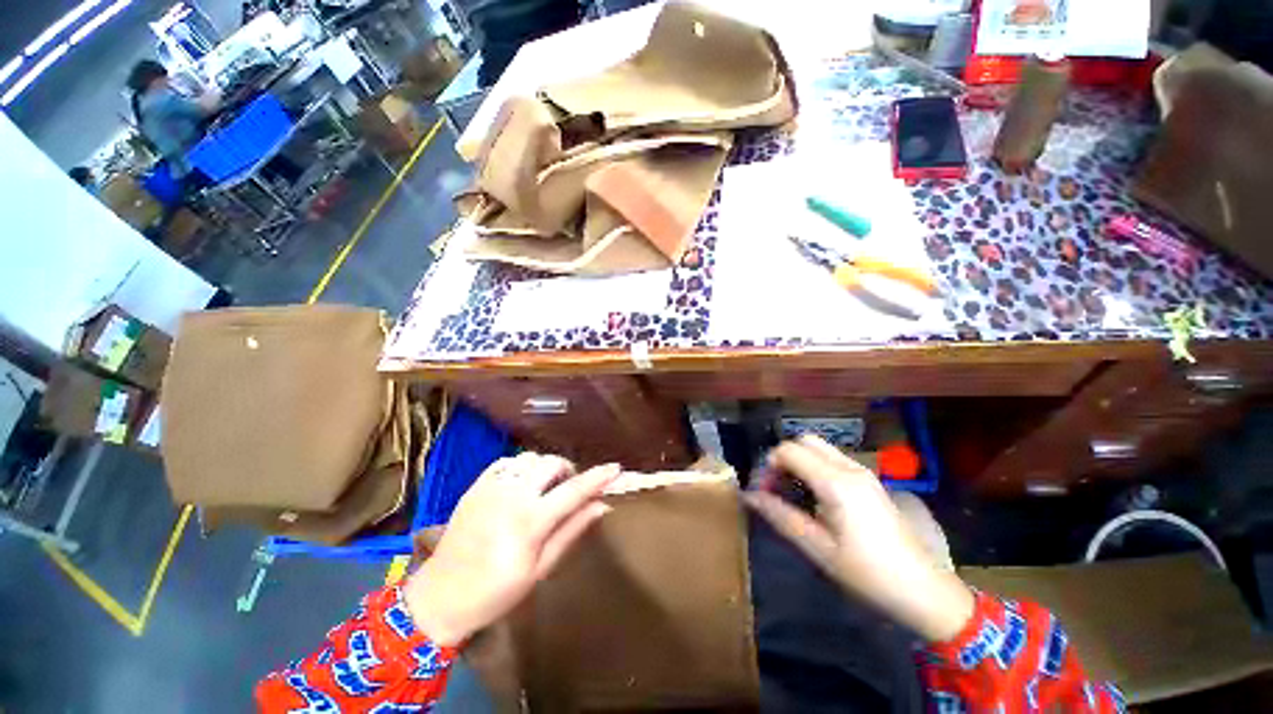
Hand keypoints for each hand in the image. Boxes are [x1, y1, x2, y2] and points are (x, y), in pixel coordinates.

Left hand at [404, 453, 619, 646]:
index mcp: (530, 521)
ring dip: (545, 467)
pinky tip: (523, 483)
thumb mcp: (540, 568)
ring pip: (531, 458)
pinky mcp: (476, 485)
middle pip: (552, 464)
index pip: (574, 490)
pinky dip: (522, 467)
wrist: (440, 597)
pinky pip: (508, 462)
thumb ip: (572, 530)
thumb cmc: (496, 592)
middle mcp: (512, 496)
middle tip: (570, 488)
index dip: (598, 477)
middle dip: (568, 470)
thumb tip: (601, 506)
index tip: (615, 468)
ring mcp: (491, 487)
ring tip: (546, 486)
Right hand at [744, 436, 974, 641]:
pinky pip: (834, 460)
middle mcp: (850, 468)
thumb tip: (750, 497)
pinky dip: (815, 467)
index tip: (763, 491)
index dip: (768, 465)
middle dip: (783, 457)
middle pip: (805, 441)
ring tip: (792, 492)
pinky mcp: (871, 482)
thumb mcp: (818, 549)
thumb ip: (781, 517)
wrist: (926, 590)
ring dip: (800, 461)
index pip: (788, 450)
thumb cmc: (869, 573)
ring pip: (820, 448)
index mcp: (836, 482)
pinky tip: (815, 496)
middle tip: (776, 486)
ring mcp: (864, 472)